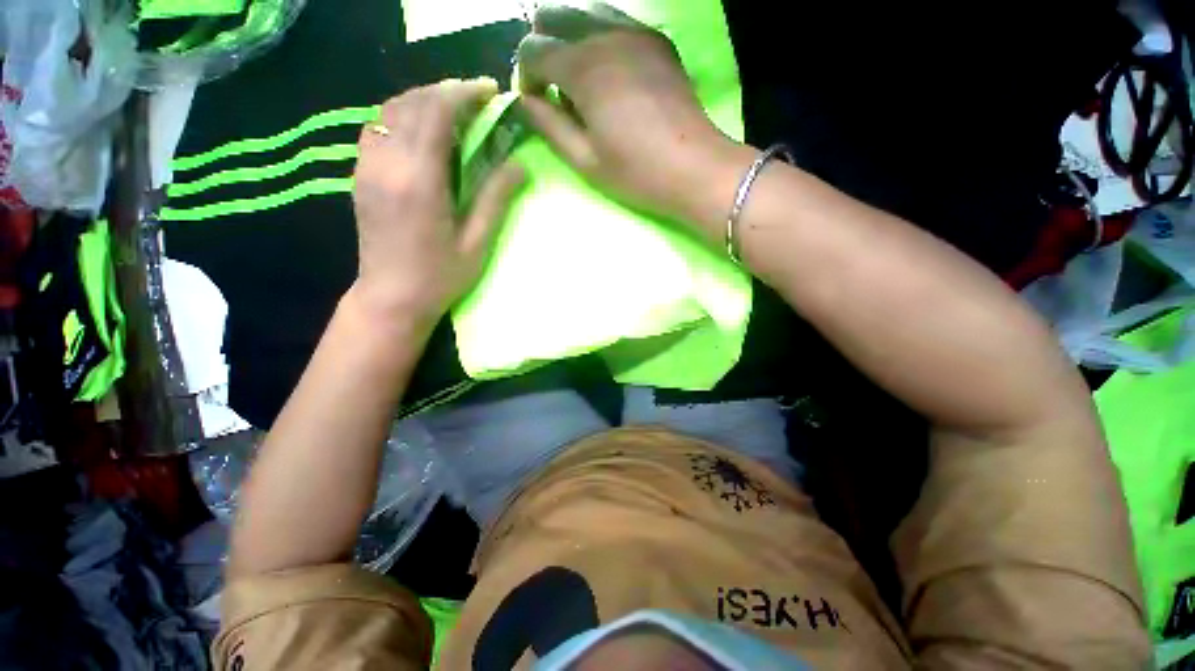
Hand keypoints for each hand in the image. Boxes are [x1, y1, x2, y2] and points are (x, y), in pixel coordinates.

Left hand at [352, 78, 525, 327]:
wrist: (391, 298)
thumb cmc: (440, 277)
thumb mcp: (476, 243)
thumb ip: (495, 199)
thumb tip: (519, 165)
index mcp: (420, 181)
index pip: (436, 113)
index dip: (463, 94)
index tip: (488, 91)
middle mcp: (387, 164)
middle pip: (411, 103)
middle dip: (445, 91)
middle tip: (476, 99)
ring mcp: (366, 167)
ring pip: (389, 110)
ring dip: (422, 100)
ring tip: (451, 109)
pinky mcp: (360, 175)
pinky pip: (377, 128)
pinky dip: (401, 116)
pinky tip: (421, 130)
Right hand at [516, 4, 750, 239]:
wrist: (695, 168)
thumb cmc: (637, 173)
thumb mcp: (585, 161)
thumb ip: (549, 126)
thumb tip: (525, 101)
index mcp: (584, 68)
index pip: (533, 50)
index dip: (526, 76)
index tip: (536, 103)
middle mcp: (606, 36)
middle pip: (554, 17)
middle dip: (543, 50)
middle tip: (554, 89)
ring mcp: (636, 32)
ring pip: (585, 13)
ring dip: (571, 41)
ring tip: (581, 82)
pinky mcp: (657, 40)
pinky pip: (616, 22)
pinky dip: (600, 39)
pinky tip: (610, 72)